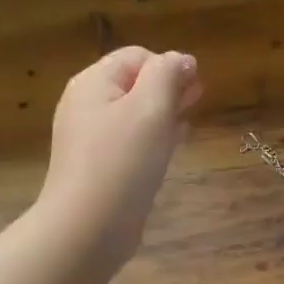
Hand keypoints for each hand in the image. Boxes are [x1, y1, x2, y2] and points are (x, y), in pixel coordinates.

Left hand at [37, 46, 202, 263]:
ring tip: (186, 124)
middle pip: (133, 84)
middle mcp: (86, 106)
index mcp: (93, 83)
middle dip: (167, 88)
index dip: (169, 66)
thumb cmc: (122, 161)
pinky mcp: (97, 169)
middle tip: (198, 100)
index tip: (195, 88)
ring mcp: (89, 140)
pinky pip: (128, 144)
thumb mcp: (151, 107)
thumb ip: (168, 75)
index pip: (137, 56)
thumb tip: (182, 60)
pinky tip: (167, 151)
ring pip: (132, 116)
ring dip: (161, 115)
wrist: (88, 228)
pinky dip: (150, 141)